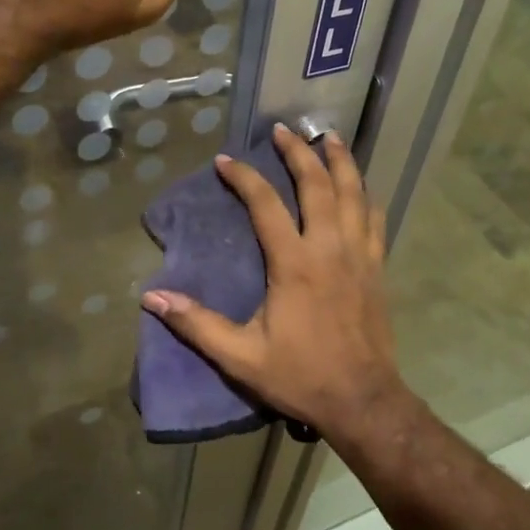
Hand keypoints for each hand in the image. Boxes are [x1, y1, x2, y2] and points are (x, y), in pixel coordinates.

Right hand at [140, 124, 405, 437]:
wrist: (363, 401)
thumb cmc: (300, 376)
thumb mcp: (240, 356)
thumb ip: (196, 324)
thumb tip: (152, 297)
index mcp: (295, 264)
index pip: (266, 205)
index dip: (245, 178)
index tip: (226, 160)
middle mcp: (330, 248)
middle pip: (318, 185)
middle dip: (299, 152)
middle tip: (284, 129)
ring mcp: (360, 255)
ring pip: (354, 193)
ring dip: (341, 161)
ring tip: (329, 136)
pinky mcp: (378, 267)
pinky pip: (375, 219)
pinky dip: (365, 195)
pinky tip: (360, 185)